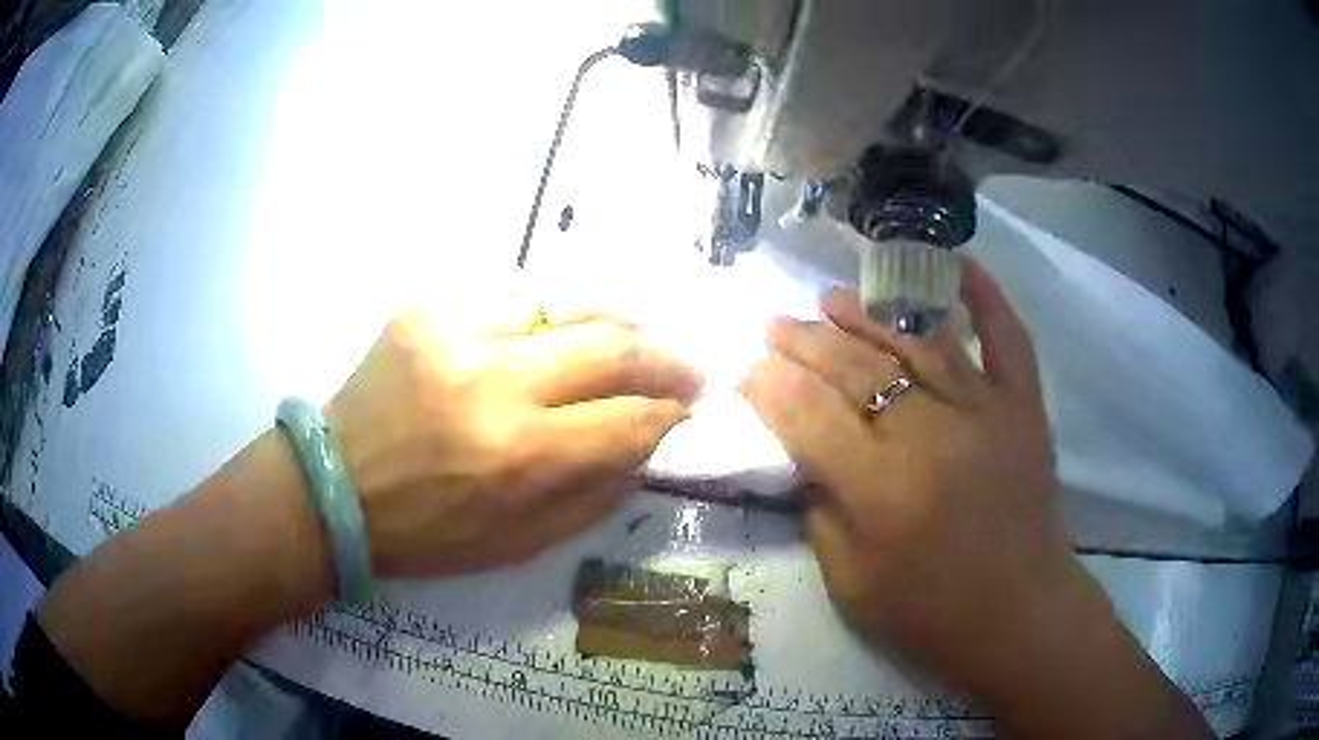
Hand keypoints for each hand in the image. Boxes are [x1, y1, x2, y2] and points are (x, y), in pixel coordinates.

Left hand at [325, 310, 702, 577]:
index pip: (628, 418)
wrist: (335, 487)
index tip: (687, 409)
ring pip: (567, 304)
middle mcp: (494, 382)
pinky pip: (512, 299)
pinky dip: (550, 316)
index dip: (669, 413)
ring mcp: (457, 332)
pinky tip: (561, 332)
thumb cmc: (427, 532)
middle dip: (664, 357)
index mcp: (519, 456)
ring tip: (637, 339)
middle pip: (611, 346)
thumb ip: (594, 493)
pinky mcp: (426, 309)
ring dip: (616, 322)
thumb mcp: (521, 544)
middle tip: (685, 367)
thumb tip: (646, 442)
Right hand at [742, 259, 1077, 693]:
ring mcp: (986, 411)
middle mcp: (932, 436)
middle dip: (806, 343)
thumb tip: (804, 456)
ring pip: (917, 344)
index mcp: (882, 490)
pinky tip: (957, 266)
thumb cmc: (932, 614)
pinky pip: (1007, 338)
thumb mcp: (851, 585)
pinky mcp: (1024, 407)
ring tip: (832, 299)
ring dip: (870, 315)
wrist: (1021, 616)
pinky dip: (986, 298)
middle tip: (775, 326)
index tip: (748, 369)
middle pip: (857, 369)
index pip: (809, 417)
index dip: (770, 387)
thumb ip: (820, 514)